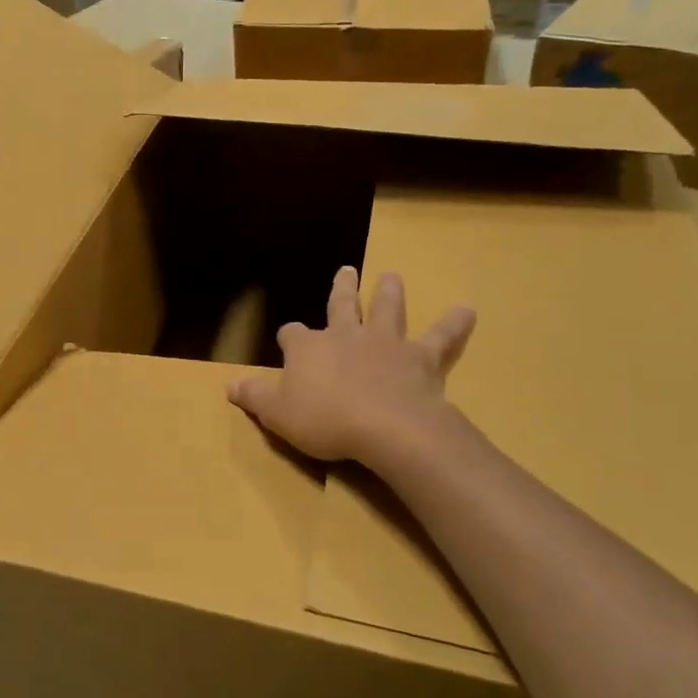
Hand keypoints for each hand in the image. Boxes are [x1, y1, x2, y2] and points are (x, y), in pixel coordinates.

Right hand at [228, 266, 473, 464]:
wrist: (385, 426)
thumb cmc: (324, 419)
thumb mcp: (277, 414)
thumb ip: (254, 397)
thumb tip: (229, 386)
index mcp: (309, 348)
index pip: (292, 334)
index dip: (289, 337)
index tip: (287, 340)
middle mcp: (346, 336)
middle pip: (341, 306)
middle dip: (342, 289)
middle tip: (347, 270)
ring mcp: (385, 343)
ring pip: (387, 309)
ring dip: (389, 292)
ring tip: (392, 276)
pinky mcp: (420, 358)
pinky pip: (440, 337)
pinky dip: (454, 324)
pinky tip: (468, 312)